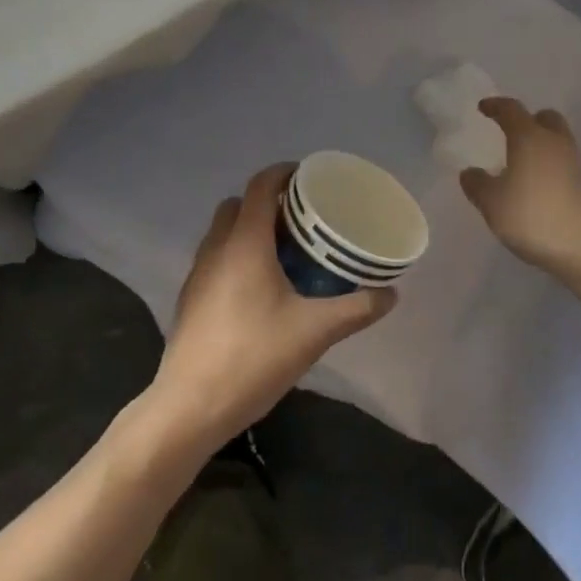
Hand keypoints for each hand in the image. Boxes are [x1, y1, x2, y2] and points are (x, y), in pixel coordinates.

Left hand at [149, 164, 396, 455]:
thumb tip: (391, 294)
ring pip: (223, 232)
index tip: (308, 177)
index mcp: (245, 243)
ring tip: (284, 253)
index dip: (283, 173)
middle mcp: (216, 248)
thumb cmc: (253, 357)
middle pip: (238, 205)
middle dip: (267, 203)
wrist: (190, 407)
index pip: (260, 186)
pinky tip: (260, 289)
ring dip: (249, 229)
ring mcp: (198, 274)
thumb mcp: (314, 332)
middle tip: (302, 220)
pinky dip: (236, 255)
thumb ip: (356, 309)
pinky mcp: (190, 299)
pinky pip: (215, 258)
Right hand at [460, 98, 580, 275]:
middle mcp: (554, 143)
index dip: (495, 106)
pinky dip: (548, 166)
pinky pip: (562, 163)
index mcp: (529, 138)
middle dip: (527, 120)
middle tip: (510, 132)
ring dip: (539, 144)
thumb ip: (477, 184)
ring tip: (519, 163)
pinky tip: (534, 186)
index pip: (511, 110)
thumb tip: (470, 172)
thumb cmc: (532, 216)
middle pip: (544, 118)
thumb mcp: (491, 203)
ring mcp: (574, 164)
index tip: (483, 108)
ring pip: (556, 141)